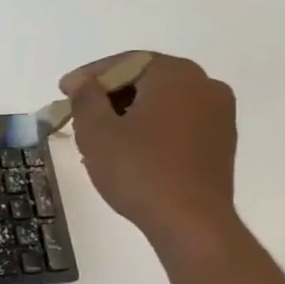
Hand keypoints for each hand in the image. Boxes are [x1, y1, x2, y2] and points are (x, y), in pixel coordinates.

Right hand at [60, 52, 239, 255]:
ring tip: (100, 133)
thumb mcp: (96, 131)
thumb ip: (86, 97)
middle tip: (79, 110)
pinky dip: (151, 126)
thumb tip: (82, 82)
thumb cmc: (138, 170)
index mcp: (175, 75)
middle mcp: (204, 85)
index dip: (90, 75)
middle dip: (110, 93)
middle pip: (146, 78)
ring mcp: (219, 113)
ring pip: (163, 100)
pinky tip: (129, 148)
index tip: (63, 91)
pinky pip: (178, 120)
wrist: (190, 221)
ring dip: (130, 110)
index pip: (125, 62)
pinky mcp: (221, 140)